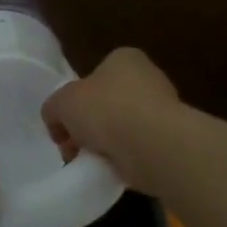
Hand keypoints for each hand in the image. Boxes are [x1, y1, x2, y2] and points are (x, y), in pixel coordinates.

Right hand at [42, 48, 178, 183]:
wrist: (153, 146)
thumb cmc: (106, 109)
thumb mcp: (61, 103)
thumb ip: (54, 108)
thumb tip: (57, 122)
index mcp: (124, 58)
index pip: (93, 76)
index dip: (74, 100)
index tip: (64, 124)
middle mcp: (148, 78)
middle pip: (106, 104)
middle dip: (87, 126)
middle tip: (72, 147)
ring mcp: (164, 110)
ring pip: (122, 128)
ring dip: (105, 145)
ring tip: (91, 161)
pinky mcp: (172, 140)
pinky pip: (137, 149)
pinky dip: (124, 159)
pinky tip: (113, 168)